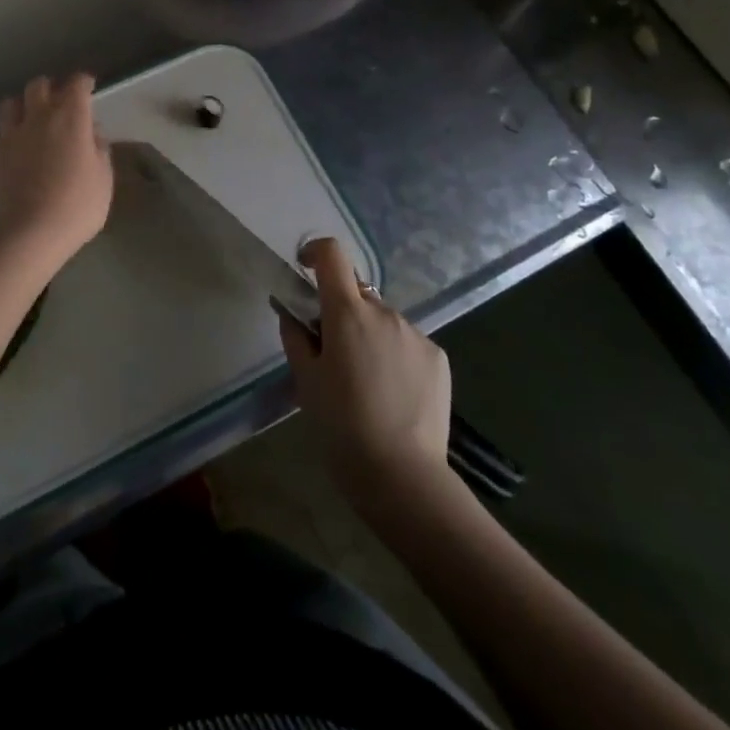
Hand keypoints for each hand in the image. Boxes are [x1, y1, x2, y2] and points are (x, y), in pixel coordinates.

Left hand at [0, 74, 112, 264]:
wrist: (30, 231)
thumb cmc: (77, 205)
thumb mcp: (104, 178)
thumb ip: (99, 149)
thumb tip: (92, 133)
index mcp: (71, 118)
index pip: (77, 85)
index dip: (84, 82)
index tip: (89, 86)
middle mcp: (39, 117)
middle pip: (39, 85)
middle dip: (51, 87)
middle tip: (60, 100)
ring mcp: (13, 134)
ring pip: (12, 102)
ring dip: (24, 104)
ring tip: (31, 117)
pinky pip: (1, 131)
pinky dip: (11, 132)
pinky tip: (17, 145)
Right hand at [279, 237, 451, 508]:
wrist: (402, 476)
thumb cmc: (341, 426)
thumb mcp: (305, 381)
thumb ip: (295, 336)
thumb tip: (291, 311)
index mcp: (348, 312)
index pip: (332, 255)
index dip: (316, 253)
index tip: (305, 270)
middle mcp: (385, 312)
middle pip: (357, 295)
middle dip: (342, 312)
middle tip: (333, 355)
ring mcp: (415, 334)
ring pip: (383, 321)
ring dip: (370, 336)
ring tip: (366, 384)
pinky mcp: (438, 357)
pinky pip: (407, 343)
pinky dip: (395, 356)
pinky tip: (393, 395)